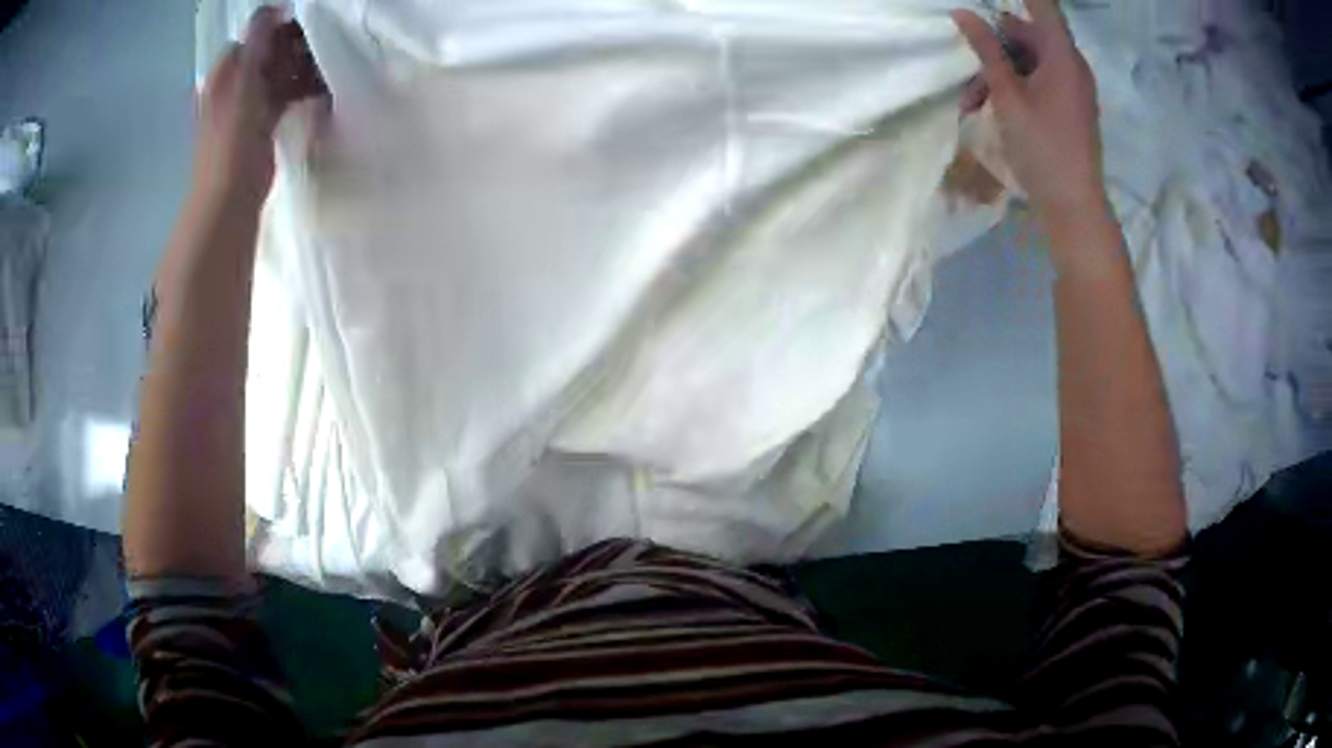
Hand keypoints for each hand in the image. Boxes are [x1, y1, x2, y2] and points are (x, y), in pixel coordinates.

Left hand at [193, 6, 326, 203]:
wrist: (230, 196)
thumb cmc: (232, 137)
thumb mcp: (243, 80)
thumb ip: (257, 40)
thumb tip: (276, 5)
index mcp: (226, 71)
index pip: (256, 34)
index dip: (280, 27)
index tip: (307, 26)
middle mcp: (236, 83)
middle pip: (270, 52)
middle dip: (297, 47)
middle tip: (323, 46)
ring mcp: (250, 104)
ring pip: (281, 73)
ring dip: (304, 68)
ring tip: (328, 67)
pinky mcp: (264, 124)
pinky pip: (287, 96)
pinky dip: (304, 91)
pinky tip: (323, 91)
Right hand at [952, 1, 1104, 222]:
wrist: (1074, 207)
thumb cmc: (1042, 148)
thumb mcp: (1007, 95)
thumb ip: (986, 50)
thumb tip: (963, 13)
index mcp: (1062, 55)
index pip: (1042, 4)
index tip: (986, 1)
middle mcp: (1071, 64)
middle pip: (1028, 33)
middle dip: (995, 44)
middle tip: (967, 67)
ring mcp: (1072, 86)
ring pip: (1029, 60)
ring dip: (999, 71)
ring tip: (972, 100)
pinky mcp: (1068, 105)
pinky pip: (1038, 80)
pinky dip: (1015, 86)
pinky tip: (991, 106)